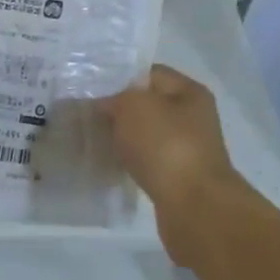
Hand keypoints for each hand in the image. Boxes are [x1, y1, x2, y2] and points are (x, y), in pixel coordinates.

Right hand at [101, 66, 259, 267]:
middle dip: (117, 110)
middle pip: (147, 105)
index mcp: (189, 92)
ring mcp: (186, 148)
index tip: (90, 89)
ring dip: (122, 137)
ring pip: (145, 135)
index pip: (149, 73)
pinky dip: (128, 161)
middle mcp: (192, 117)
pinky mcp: (176, 176)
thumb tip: (104, 104)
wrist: (194, 205)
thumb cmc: (166, 146)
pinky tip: (109, 164)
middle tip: (85, 116)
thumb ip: (115, 97)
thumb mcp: (134, 106)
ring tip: (92, 140)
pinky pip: (146, 160)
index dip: (119, 77)